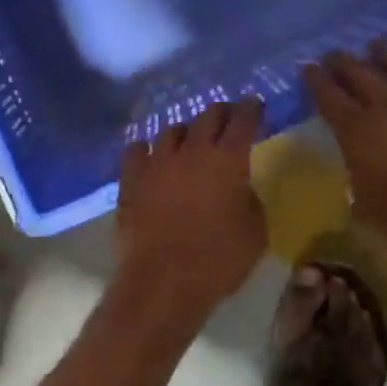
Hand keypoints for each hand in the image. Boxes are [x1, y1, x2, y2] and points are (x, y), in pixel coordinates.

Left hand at [115, 99, 267, 335]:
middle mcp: (192, 151)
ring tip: (189, 141)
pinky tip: (151, 156)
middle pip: (208, 116)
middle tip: (228, 119)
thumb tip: (237, 187)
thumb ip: (249, 199)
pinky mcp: (130, 179)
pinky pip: (138, 150)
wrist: (162, 281)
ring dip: (186, 132)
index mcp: (228, 160)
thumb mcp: (255, 232)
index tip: (255, 104)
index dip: (251, 109)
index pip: (243, 120)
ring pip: (172, 130)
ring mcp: (156, 162)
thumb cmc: (218, 261)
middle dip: (221, 113)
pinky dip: (148, 149)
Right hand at [305, 45, 386, 271]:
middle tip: (335, 55)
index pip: (327, 95)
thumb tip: (358, 163)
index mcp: (357, 131)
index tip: (308, 69)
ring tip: (378, 46)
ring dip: (385, 52)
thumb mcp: (363, 205)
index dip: (315, 79)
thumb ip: (356, 172)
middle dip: (342, 61)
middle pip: (358, 71)